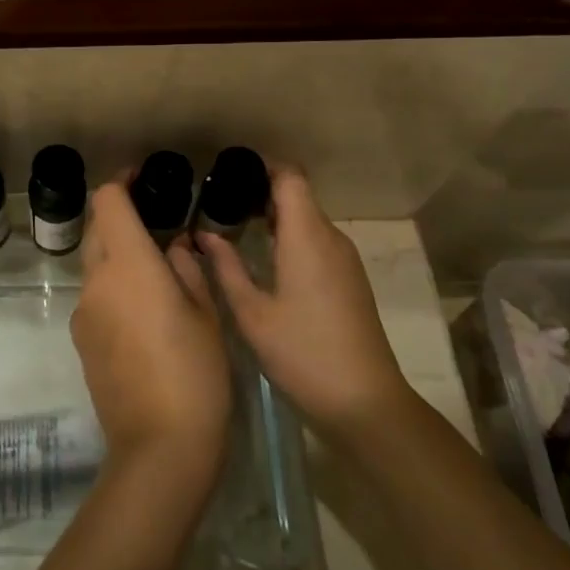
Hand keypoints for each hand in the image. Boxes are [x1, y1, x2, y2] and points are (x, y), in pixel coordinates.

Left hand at [70, 180, 230, 488]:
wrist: (160, 446)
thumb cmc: (196, 372)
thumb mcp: (207, 313)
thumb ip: (187, 268)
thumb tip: (176, 245)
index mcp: (128, 265)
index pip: (106, 201)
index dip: (121, 182)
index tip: (143, 181)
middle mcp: (96, 282)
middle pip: (96, 229)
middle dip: (121, 219)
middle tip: (158, 228)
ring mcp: (83, 313)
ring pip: (94, 266)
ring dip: (118, 257)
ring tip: (157, 276)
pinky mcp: (81, 341)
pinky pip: (94, 299)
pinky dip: (113, 290)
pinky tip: (144, 316)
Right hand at [197, 162, 414, 441]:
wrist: (364, 402)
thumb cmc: (302, 353)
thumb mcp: (252, 312)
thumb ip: (226, 267)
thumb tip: (204, 234)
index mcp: (307, 237)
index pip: (290, 177)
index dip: (261, 168)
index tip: (228, 175)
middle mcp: (331, 238)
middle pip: (298, 195)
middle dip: (261, 193)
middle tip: (220, 204)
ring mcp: (345, 260)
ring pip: (308, 220)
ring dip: (276, 218)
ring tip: (235, 229)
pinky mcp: (350, 280)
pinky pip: (318, 242)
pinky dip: (291, 238)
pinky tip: (264, 260)